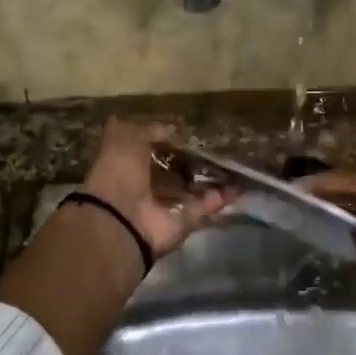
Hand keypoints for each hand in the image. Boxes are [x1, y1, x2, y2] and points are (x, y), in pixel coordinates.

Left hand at [78, 118, 229, 259]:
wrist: (120, 220)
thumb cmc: (118, 173)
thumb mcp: (125, 138)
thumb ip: (149, 131)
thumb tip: (172, 130)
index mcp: (126, 165)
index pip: (148, 150)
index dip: (165, 141)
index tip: (187, 133)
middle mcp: (143, 186)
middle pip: (171, 173)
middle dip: (191, 163)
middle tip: (216, 149)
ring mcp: (163, 207)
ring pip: (189, 191)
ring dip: (210, 181)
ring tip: (233, 167)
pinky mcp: (181, 224)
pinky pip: (202, 208)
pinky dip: (218, 199)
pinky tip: (237, 187)